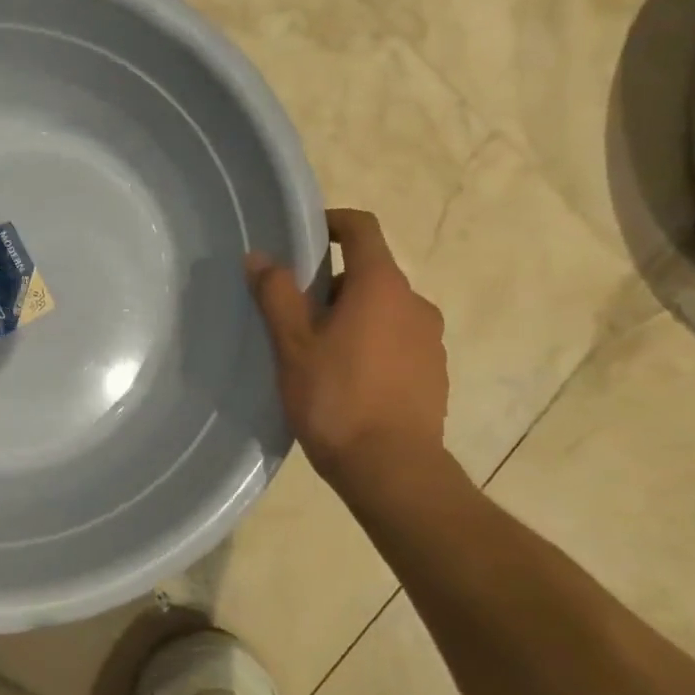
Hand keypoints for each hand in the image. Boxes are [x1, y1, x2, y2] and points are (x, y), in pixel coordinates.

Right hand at [246, 208, 448, 478]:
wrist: (393, 470)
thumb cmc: (336, 399)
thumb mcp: (292, 345)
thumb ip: (276, 294)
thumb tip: (260, 257)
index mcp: (381, 285)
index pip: (361, 228)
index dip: (332, 223)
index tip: (304, 239)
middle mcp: (415, 303)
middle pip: (370, 272)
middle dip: (331, 283)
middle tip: (295, 314)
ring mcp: (430, 340)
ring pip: (384, 309)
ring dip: (353, 316)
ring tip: (318, 352)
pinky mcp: (435, 373)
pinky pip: (398, 340)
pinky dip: (373, 344)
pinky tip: (347, 381)